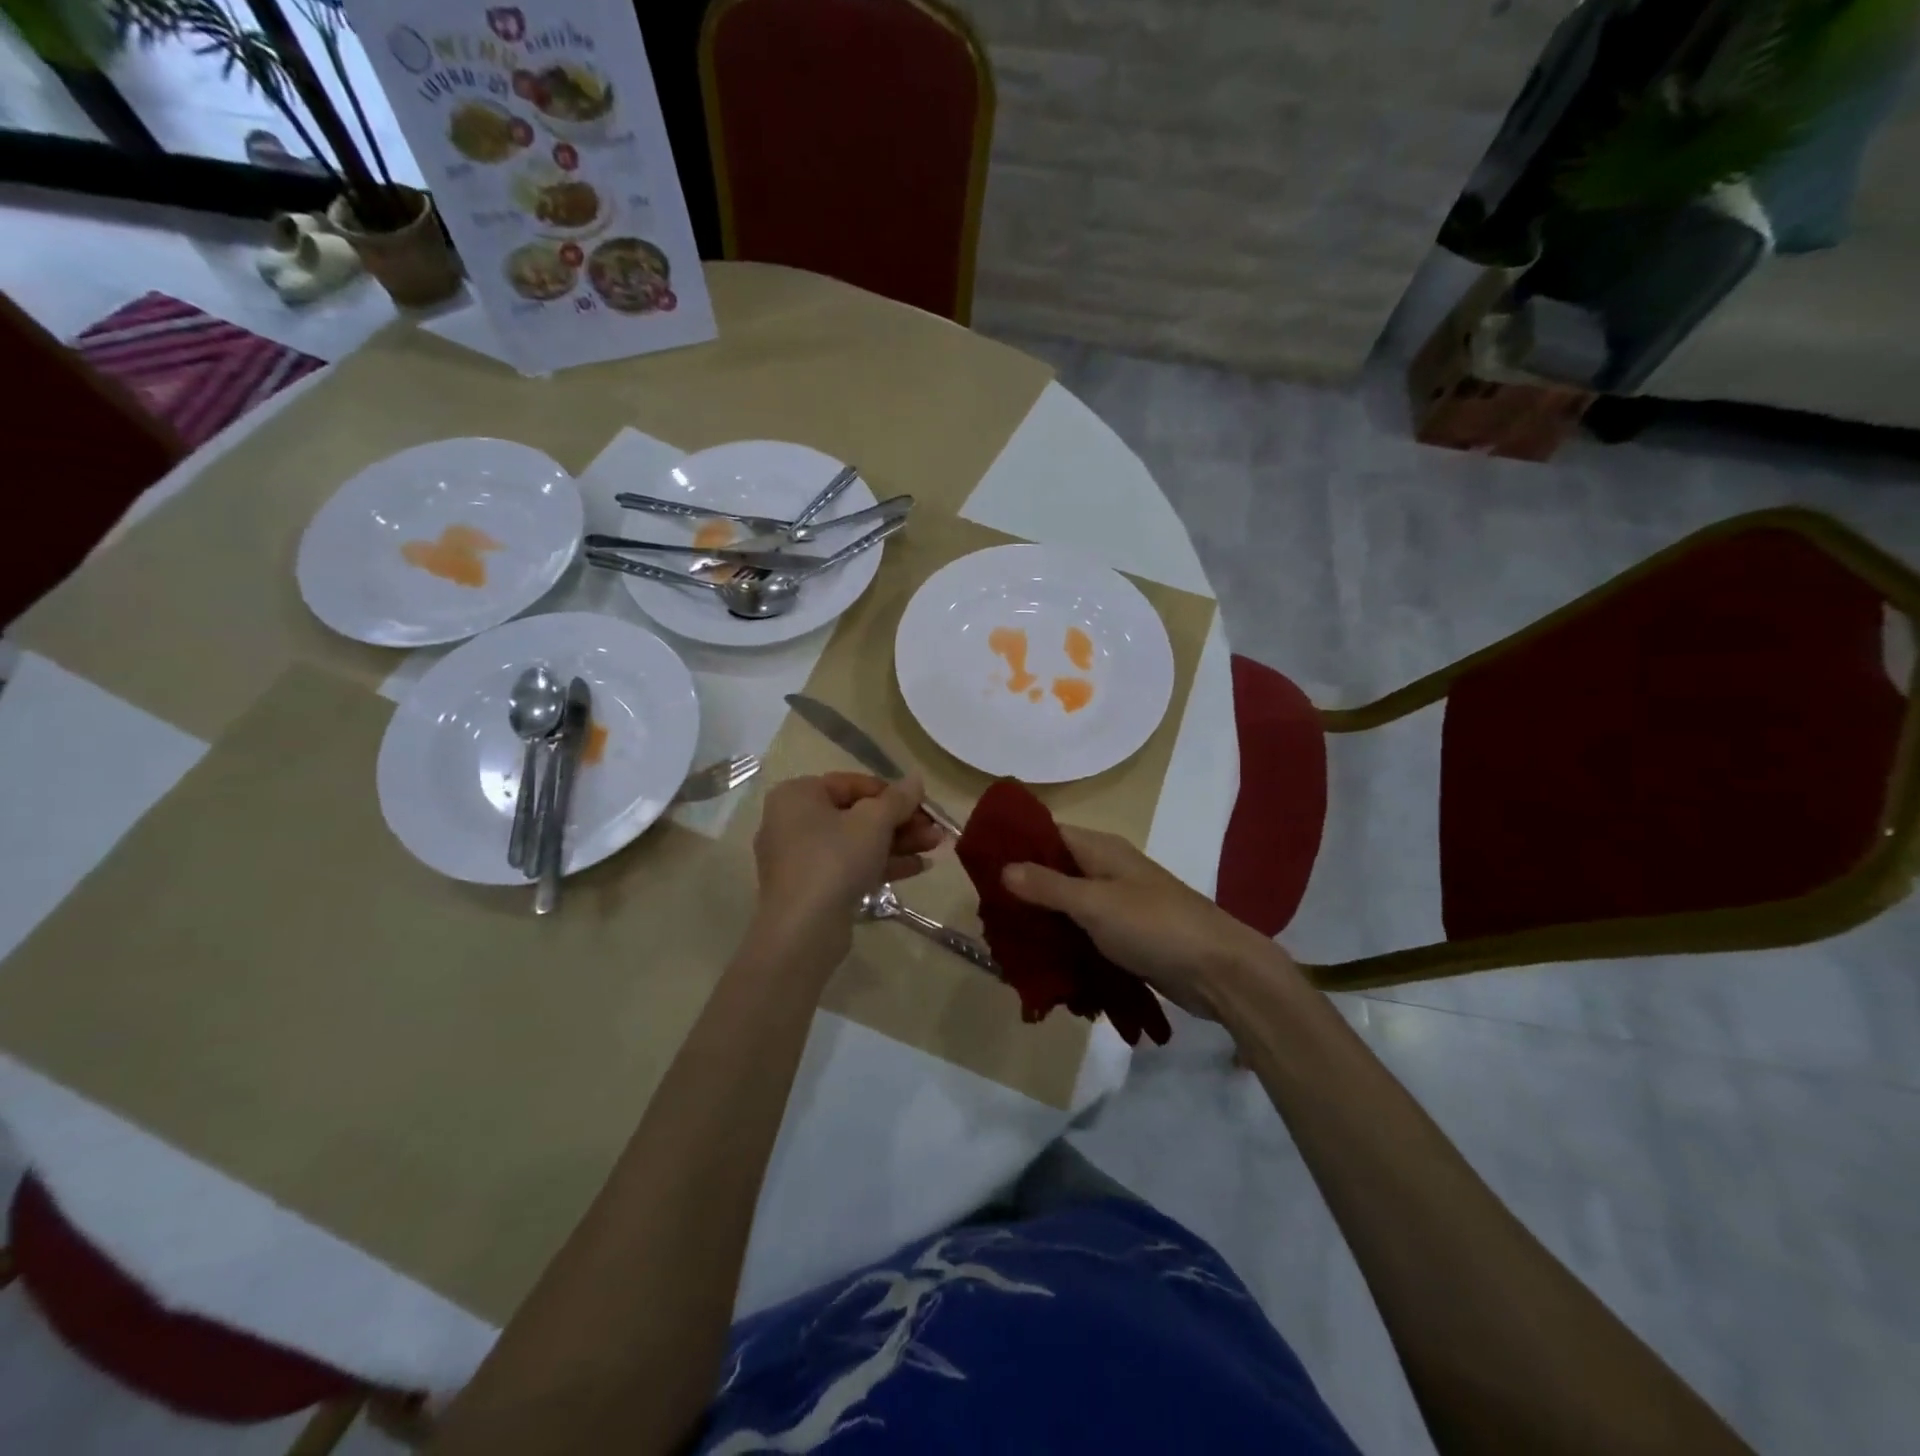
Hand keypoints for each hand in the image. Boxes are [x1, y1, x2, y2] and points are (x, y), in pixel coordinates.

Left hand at [751, 773, 943, 954]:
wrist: (802, 930)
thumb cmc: (834, 860)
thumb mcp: (874, 822)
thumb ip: (898, 798)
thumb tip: (916, 779)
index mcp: (798, 795)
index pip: (852, 783)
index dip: (891, 792)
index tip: (922, 804)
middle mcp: (794, 821)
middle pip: (856, 814)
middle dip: (900, 821)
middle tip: (934, 829)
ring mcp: (802, 858)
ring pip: (857, 842)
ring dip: (898, 843)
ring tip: (936, 846)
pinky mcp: (813, 888)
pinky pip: (850, 866)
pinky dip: (882, 864)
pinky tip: (919, 867)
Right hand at [1002, 826, 1284, 1018]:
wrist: (1219, 971)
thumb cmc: (1154, 925)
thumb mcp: (1094, 903)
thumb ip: (1048, 886)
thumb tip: (1004, 868)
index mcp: (1101, 850)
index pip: (1048, 835)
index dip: (1015, 846)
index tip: (980, 868)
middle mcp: (1107, 871)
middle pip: (1055, 871)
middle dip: (1023, 891)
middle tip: (990, 916)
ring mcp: (1118, 905)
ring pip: (1068, 906)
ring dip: (1043, 923)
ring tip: (1008, 944)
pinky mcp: (1127, 937)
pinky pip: (1084, 934)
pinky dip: (1065, 945)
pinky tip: (1042, 964)